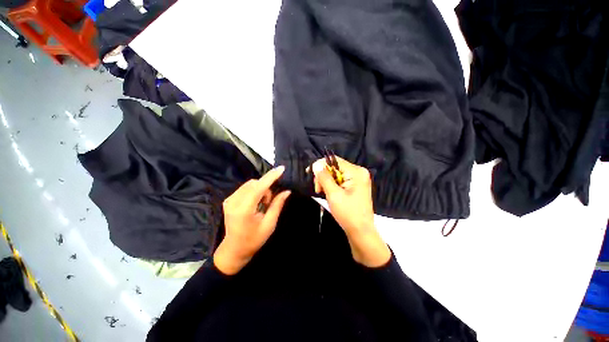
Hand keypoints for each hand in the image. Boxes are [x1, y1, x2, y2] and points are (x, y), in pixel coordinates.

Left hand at [214, 166, 290, 274]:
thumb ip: (277, 205)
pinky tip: (255, 203)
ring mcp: (229, 200)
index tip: (281, 169)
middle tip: (268, 203)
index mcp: (244, 210)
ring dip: (260, 190)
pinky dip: (254, 191)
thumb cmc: (254, 240)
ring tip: (262, 204)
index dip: (271, 177)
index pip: (259, 188)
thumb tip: (287, 191)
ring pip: (250, 184)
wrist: (234, 250)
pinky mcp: (228, 200)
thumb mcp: (269, 224)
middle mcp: (233, 201)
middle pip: (254, 183)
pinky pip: (245, 188)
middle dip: (266, 189)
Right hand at [312, 157, 389, 266]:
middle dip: (324, 176)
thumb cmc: (348, 213)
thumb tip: (316, 164)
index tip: (310, 174)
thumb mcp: (333, 194)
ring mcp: (358, 179)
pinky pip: (340, 180)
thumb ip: (324, 177)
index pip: (334, 160)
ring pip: (336, 174)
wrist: (361, 232)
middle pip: (335, 167)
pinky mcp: (355, 186)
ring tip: (323, 193)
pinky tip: (329, 194)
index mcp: (356, 172)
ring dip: (327, 182)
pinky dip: (332, 186)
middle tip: (318, 189)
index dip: (320, 165)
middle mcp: (359, 172)